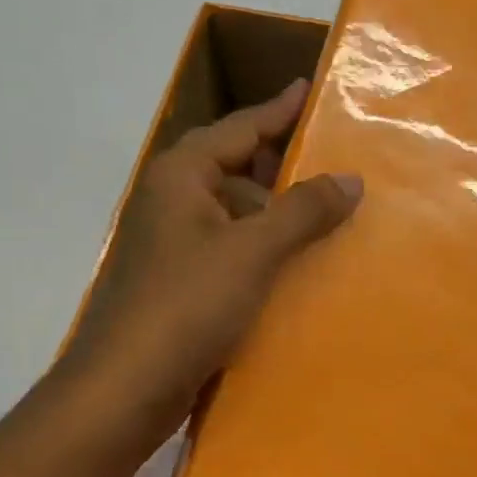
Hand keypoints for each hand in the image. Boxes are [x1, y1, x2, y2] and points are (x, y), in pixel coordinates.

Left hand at [56, 79, 360, 462]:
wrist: (125, 388)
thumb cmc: (187, 304)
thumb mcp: (253, 250)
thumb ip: (304, 210)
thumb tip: (351, 178)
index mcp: (181, 177)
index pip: (239, 127)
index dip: (278, 109)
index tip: (310, 88)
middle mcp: (172, 201)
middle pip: (235, 167)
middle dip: (281, 165)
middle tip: (331, 161)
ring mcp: (173, 245)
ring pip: (235, 212)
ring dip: (276, 212)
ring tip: (327, 216)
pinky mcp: (180, 283)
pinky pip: (231, 249)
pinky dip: (263, 248)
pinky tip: (296, 264)